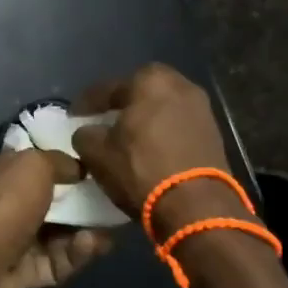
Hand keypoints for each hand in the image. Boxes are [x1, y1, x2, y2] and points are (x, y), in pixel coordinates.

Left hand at [0, 150, 111, 287]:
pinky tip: (93, 246)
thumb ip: (58, 161)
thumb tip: (77, 168)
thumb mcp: (34, 165)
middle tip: (110, 201)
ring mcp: (11, 244)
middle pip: (47, 204)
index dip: (59, 165)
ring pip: (56, 237)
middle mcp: (1, 208)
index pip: (30, 166)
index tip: (92, 167)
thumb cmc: (4, 203)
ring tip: (109, 228)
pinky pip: (56, 263)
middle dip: (79, 204)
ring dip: (83, 232)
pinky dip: (75, 255)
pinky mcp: (23, 276)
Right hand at [70, 64, 246, 236]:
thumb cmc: (141, 170)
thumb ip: (85, 135)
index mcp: (150, 81)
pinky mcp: (214, 134)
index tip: (73, 116)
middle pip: (140, 91)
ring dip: (145, 118)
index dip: (86, 103)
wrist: (196, 207)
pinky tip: (150, 148)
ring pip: (162, 108)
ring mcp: (202, 109)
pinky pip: (178, 125)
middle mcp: (181, 86)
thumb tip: (89, 132)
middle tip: (104, 119)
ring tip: (127, 135)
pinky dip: (162, 132)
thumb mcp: (96, 153)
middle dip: (121, 104)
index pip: (108, 88)